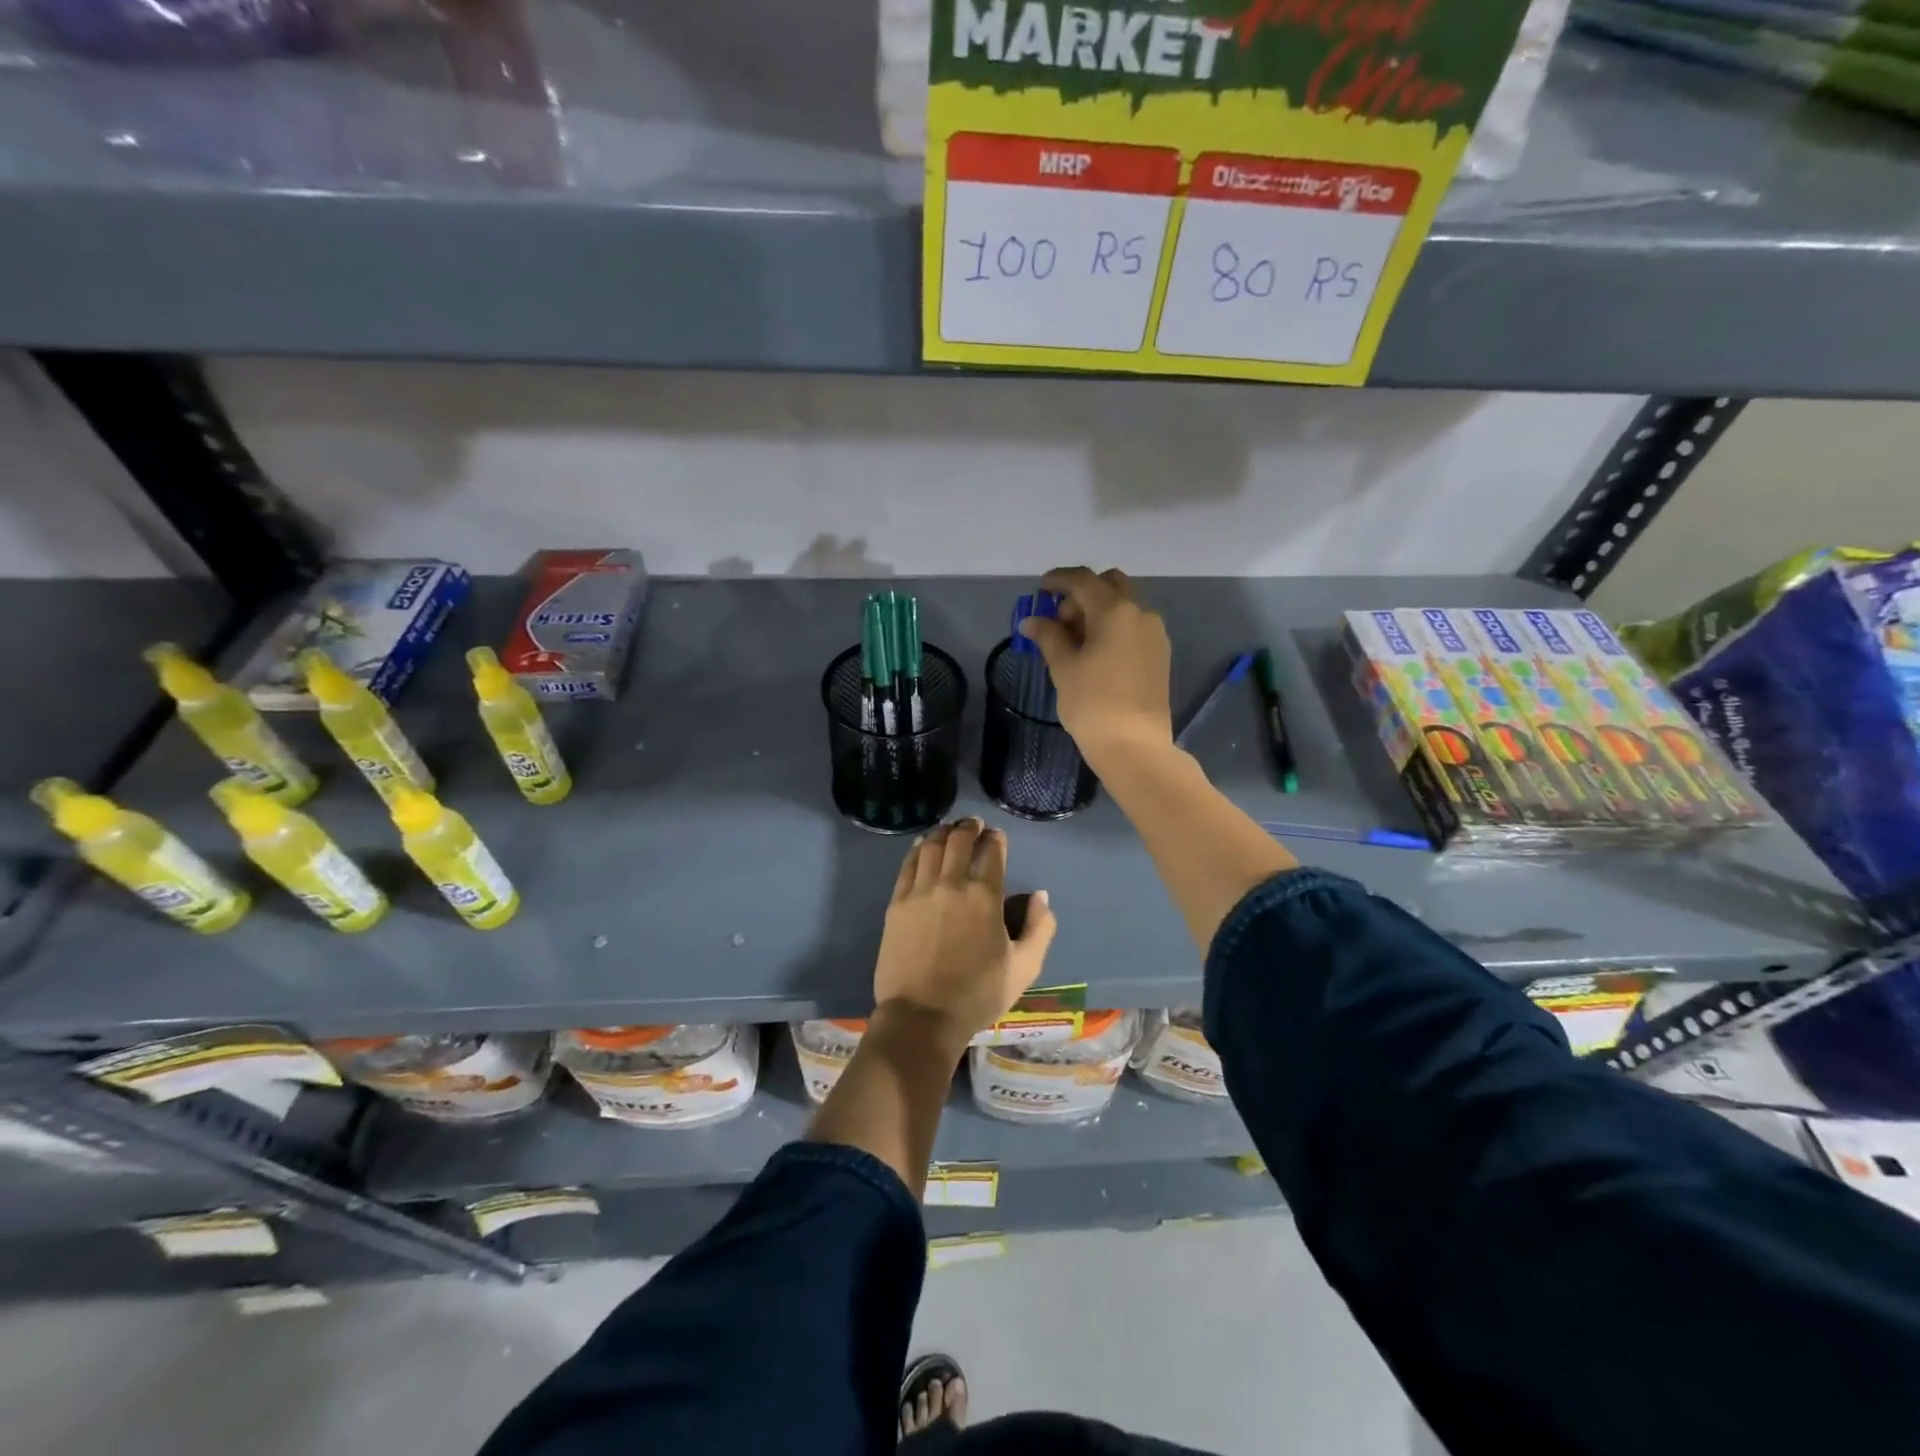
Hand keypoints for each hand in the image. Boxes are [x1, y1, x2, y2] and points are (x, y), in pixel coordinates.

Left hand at [873, 819, 1057, 1053]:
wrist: (922, 1017)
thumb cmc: (978, 994)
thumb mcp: (1025, 967)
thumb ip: (1040, 927)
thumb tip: (1039, 896)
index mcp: (985, 896)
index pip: (992, 850)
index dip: (996, 838)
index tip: (997, 837)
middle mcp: (951, 883)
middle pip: (959, 840)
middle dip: (969, 827)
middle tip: (974, 825)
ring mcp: (919, 891)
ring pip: (930, 846)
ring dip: (943, 833)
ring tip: (949, 830)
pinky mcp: (897, 904)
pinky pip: (907, 865)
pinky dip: (917, 849)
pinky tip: (922, 846)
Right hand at [1018, 566, 1173, 774]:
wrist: (1134, 745)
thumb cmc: (1092, 703)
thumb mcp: (1063, 667)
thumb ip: (1049, 636)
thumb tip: (1033, 621)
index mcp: (1115, 610)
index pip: (1083, 580)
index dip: (1058, 580)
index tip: (1041, 589)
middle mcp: (1140, 613)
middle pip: (1109, 585)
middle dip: (1082, 594)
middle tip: (1060, 619)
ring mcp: (1154, 634)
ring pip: (1123, 606)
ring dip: (1098, 611)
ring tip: (1074, 641)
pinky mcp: (1160, 654)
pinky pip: (1133, 627)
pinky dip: (1112, 628)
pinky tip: (1095, 653)